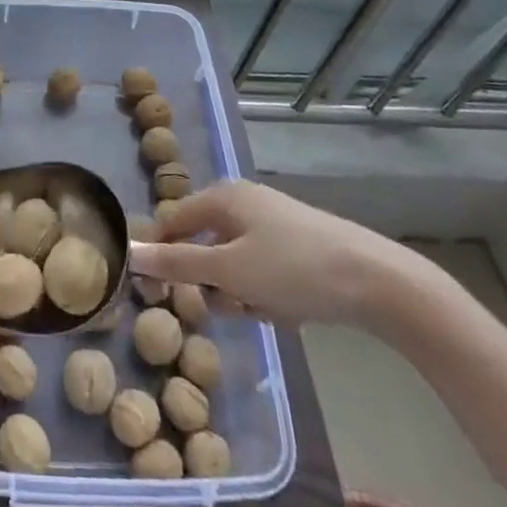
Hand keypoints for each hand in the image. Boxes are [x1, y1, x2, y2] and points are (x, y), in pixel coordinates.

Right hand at [128, 179, 416, 328]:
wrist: (376, 281)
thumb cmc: (293, 269)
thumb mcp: (229, 270)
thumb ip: (177, 262)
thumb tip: (130, 252)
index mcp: (222, 196)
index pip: (171, 221)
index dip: (160, 256)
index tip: (158, 297)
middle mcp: (242, 203)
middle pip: (203, 247)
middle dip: (213, 284)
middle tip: (233, 304)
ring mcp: (271, 225)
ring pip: (232, 266)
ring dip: (241, 295)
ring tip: (267, 309)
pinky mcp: (295, 248)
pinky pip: (260, 273)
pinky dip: (266, 295)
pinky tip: (289, 309)